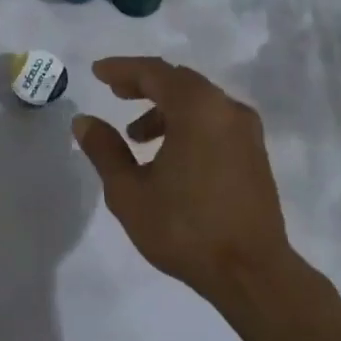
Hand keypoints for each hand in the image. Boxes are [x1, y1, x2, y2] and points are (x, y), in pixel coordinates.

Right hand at [72, 57, 294, 300]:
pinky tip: (169, 154)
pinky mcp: (255, 153)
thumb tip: (84, 121)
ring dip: (165, 109)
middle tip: (116, 93)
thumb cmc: (184, 228)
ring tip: (136, 137)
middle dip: (145, 84)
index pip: (155, 72)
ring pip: (200, 102)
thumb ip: (104, 149)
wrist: (251, 272)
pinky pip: (215, 120)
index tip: (97, 72)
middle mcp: (227, 109)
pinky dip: (187, 123)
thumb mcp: (129, 191)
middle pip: (180, 81)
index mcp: (197, 109)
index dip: (122, 69)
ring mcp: (246, 131)